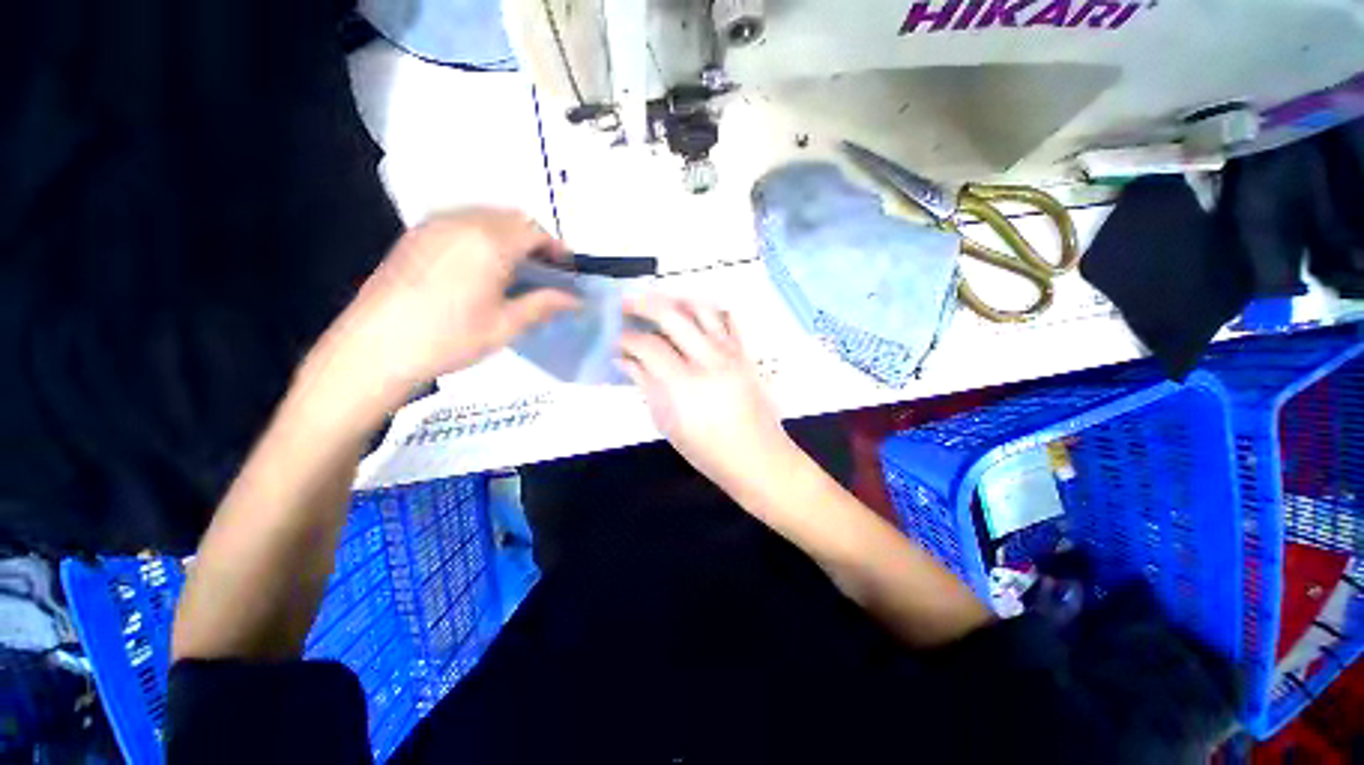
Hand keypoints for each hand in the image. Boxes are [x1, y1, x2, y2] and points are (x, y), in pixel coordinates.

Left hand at [312, 209, 577, 408]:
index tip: (567, 268)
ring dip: (508, 234)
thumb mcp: (506, 325)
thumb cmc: (449, 339)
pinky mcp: (416, 234)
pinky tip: (481, 264)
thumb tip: (576, 300)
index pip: (534, 231)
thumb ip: (544, 305)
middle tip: (545, 269)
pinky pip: (460, 221)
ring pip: (485, 215)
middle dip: (534, 238)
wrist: (376, 347)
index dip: (556, 247)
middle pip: (511, 217)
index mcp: (490, 244)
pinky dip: (482, 233)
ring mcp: (434, 225)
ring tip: (517, 266)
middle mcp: (463, 223)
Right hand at [620, 296, 792, 489]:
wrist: (757, 457)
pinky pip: (728, 318)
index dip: (625, 338)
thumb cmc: (706, 450)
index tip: (614, 340)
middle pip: (672, 315)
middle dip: (642, 303)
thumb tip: (624, 360)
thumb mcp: (667, 423)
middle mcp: (709, 360)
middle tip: (625, 303)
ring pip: (701, 308)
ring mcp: (731, 352)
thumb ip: (645, 385)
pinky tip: (693, 316)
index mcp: (684, 385)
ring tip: (658, 304)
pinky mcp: (746, 352)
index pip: (648, 346)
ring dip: (675, 300)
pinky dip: (708, 310)